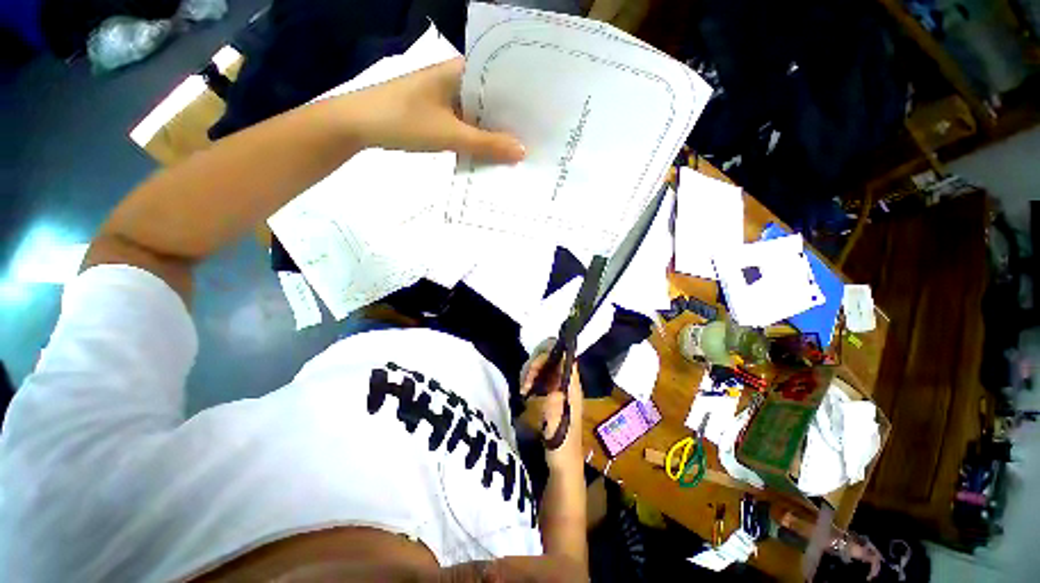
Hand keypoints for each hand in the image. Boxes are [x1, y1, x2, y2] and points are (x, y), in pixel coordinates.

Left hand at [334, 58, 525, 162]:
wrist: (358, 125)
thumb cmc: (403, 120)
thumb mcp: (449, 134)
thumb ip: (486, 144)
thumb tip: (522, 151)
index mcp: (458, 71)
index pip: (499, 77)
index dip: (520, 96)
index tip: (541, 114)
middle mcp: (454, 79)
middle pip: (490, 97)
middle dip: (510, 118)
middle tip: (536, 135)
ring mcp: (444, 97)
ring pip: (477, 113)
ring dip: (493, 130)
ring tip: (520, 145)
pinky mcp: (437, 113)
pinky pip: (465, 124)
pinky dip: (477, 137)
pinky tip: (491, 151)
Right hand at [521, 341, 584, 472]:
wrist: (562, 465)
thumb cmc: (563, 448)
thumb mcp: (558, 430)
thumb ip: (555, 409)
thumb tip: (553, 389)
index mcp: (572, 387)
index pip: (565, 357)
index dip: (549, 355)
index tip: (534, 371)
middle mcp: (565, 382)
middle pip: (551, 356)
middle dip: (535, 364)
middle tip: (525, 384)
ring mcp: (556, 386)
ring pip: (542, 364)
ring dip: (529, 371)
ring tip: (523, 390)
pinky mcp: (547, 392)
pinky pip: (537, 375)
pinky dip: (528, 378)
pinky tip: (524, 392)